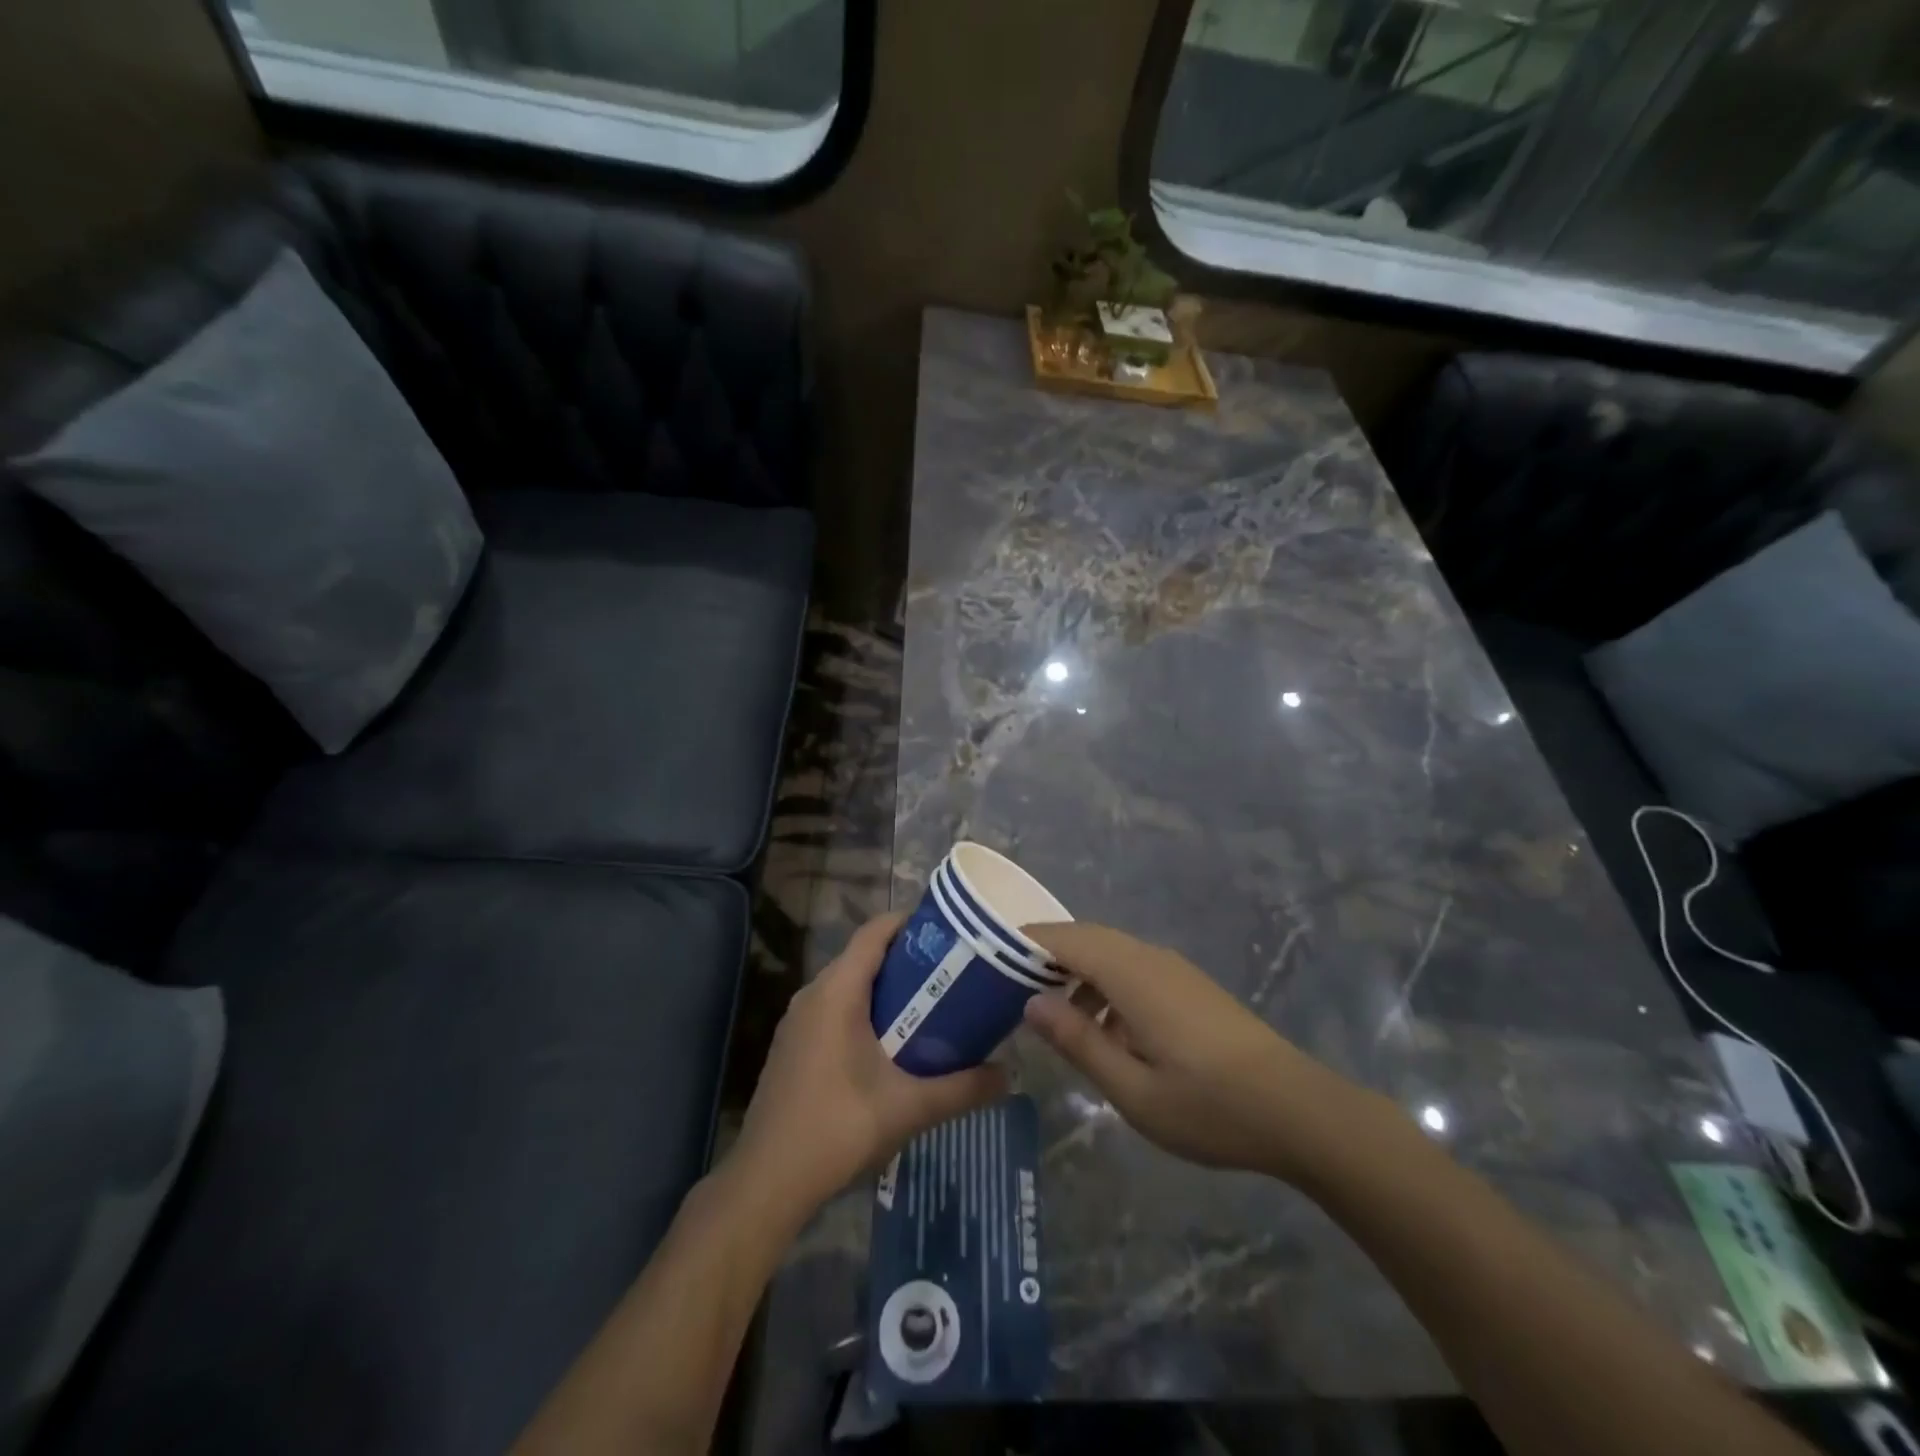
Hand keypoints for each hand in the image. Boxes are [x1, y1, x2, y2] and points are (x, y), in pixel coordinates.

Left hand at [731, 913, 1008, 1219]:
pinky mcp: (793, 1046)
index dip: (910, 922)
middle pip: (863, 956)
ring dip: (885, 988)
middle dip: (906, 958)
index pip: (874, 932)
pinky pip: (833, 1009)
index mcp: (837, 992)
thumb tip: (1009, 1075)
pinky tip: (890, 1043)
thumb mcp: (910, 1108)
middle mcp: (813, 994)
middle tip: (950, 971)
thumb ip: (962, 1088)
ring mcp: (798, 1021)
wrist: (768, 1180)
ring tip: (929, 1003)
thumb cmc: (838, 1128)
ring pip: (847, 985)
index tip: (948, 930)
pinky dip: (863, 1010)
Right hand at [1023, 923, 1374, 1182]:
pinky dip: (1104, 986)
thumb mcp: (1131, 1089)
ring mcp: (1174, 970)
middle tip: (1006, 985)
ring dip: (1076, 973)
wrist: (1299, 1111)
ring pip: (1111, 953)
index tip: (988, 954)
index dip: (1026, 941)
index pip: (1066, 938)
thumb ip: (1078, 1041)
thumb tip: (1030, 1004)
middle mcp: (1150, 958)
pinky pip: (1133, 970)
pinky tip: (1102, 1029)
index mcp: (1132, 974)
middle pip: (1087, 939)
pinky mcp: (1189, 987)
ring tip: (1049, 1014)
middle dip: (1046, 956)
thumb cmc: (1209, 1106)